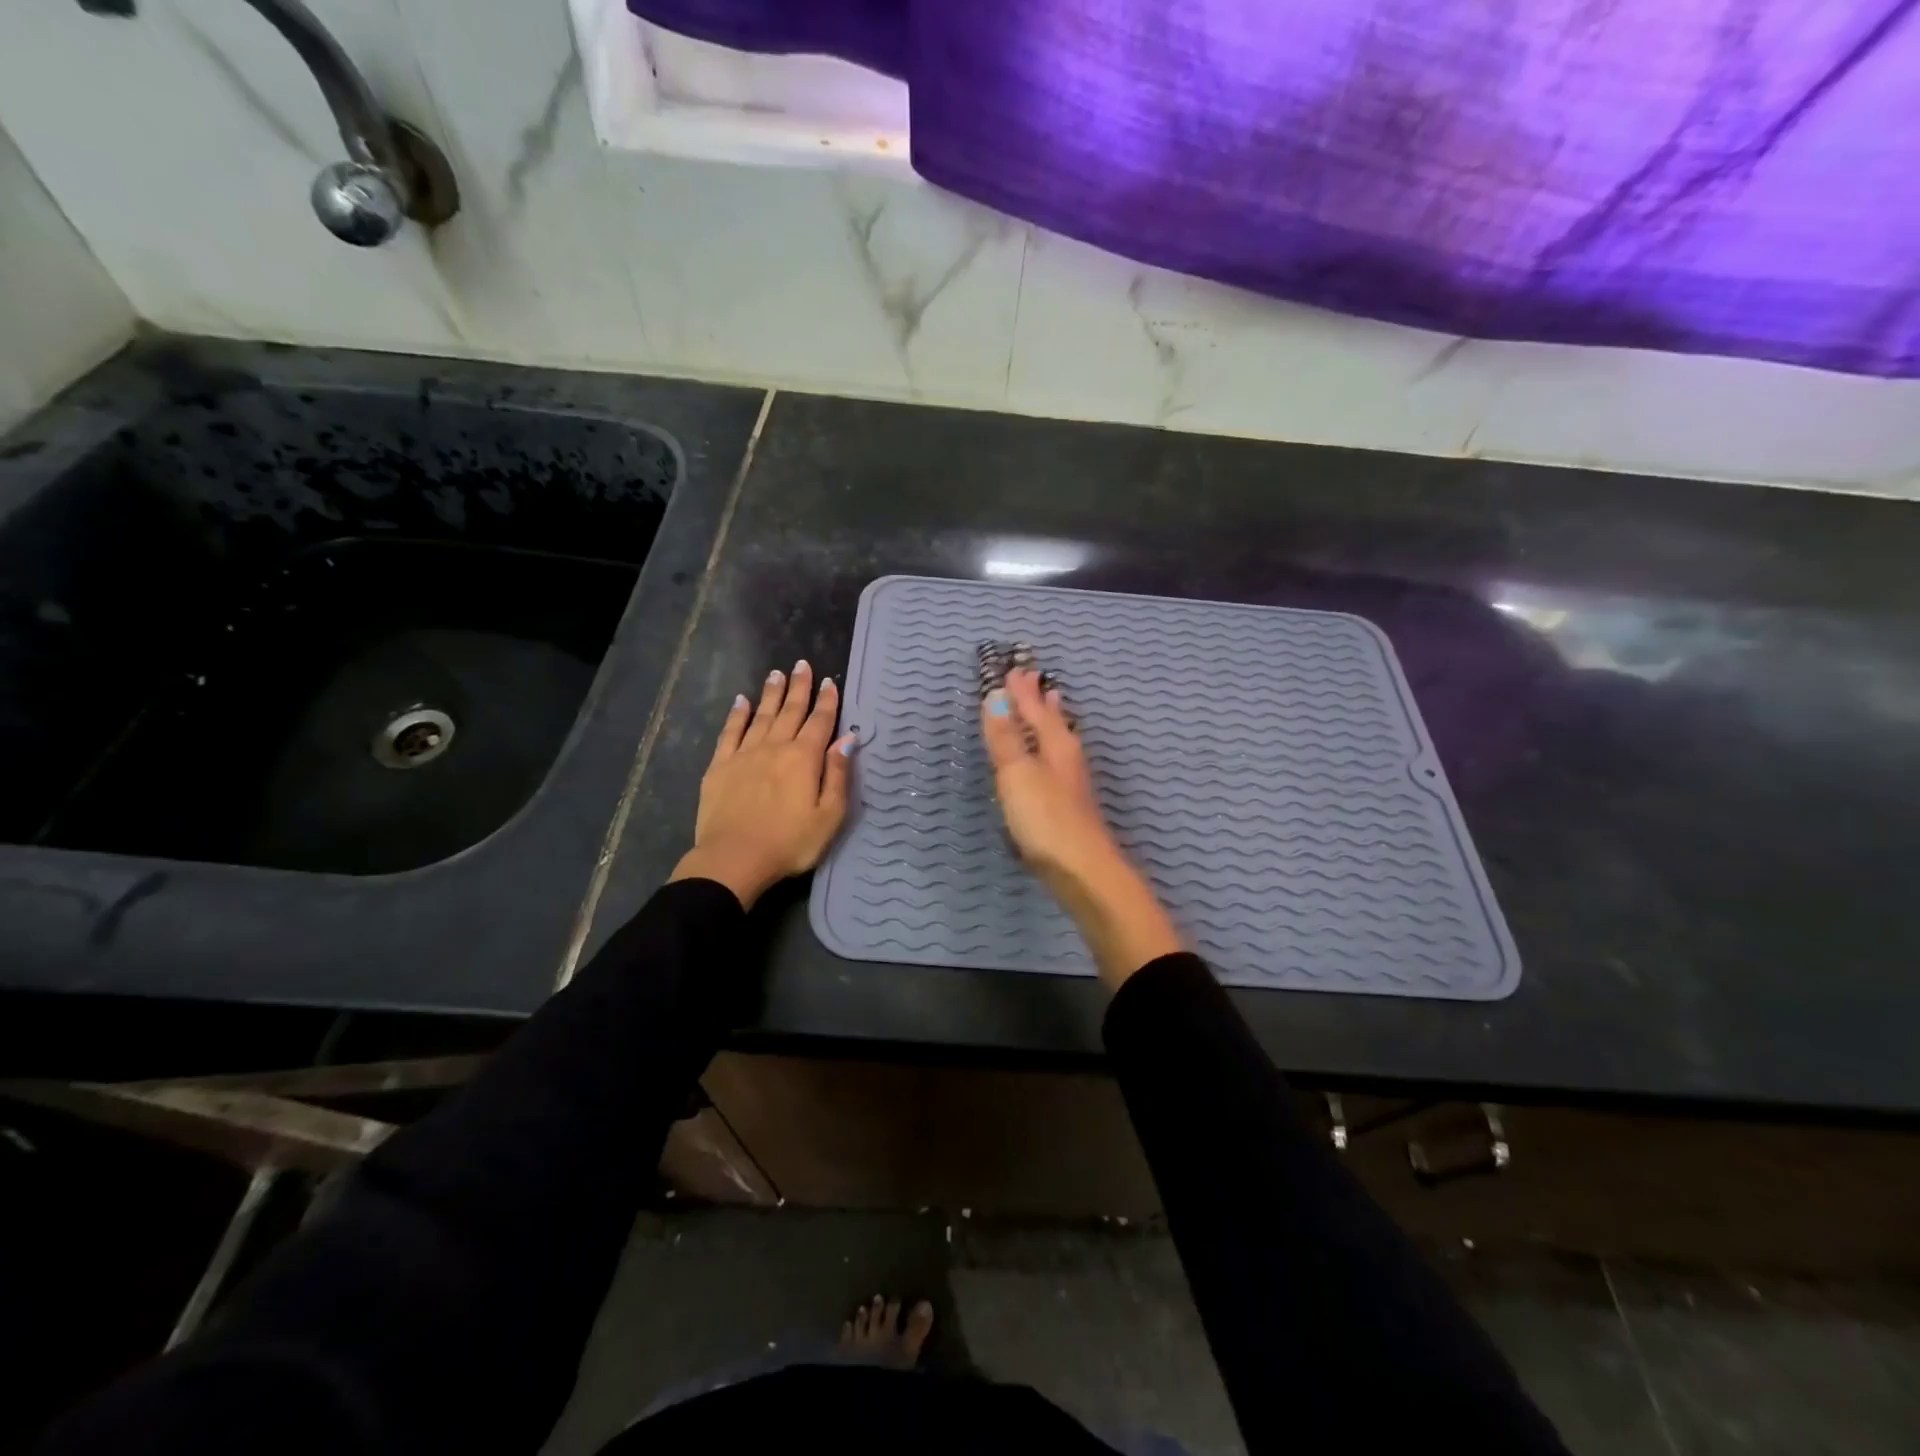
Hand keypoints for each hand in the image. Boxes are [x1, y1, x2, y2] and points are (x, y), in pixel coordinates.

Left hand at [671, 660, 853, 909]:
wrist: (734, 859)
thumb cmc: (789, 843)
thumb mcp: (829, 816)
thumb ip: (838, 775)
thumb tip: (847, 740)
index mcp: (804, 759)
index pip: (820, 722)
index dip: (827, 702)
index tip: (829, 682)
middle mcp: (775, 747)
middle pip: (790, 711)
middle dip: (799, 687)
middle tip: (802, 665)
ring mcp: (744, 754)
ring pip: (761, 716)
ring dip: (771, 694)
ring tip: (776, 674)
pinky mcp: (719, 766)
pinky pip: (730, 732)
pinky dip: (737, 715)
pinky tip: (741, 701)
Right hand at [980, 669, 1181, 987]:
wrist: (1082, 871)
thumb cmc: (1046, 818)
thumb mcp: (1018, 773)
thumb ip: (1006, 737)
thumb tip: (995, 696)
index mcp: (1056, 745)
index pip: (1036, 708)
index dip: (1022, 691)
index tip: (1013, 669)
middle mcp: (1067, 758)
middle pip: (1053, 721)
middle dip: (1041, 701)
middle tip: (1035, 679)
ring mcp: (1071, 783)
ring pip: (1060, 741)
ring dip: (1051, 721)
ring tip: (1052, 705)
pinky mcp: (1069, 806)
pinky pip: (1057, 762)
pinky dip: (1051, 748)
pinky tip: (1050, 759)